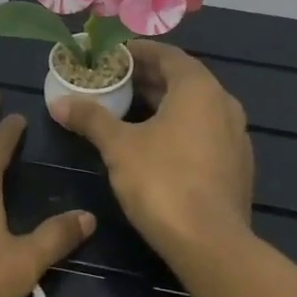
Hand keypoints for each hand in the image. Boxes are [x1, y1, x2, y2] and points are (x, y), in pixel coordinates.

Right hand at [52, 41, 253, 265]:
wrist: (212, 244)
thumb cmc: (163, 182)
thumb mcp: (119, 146)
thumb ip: (91, 118)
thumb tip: (58, 103)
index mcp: (199, 89)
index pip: (168, 55)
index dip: (139, 52)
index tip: (113, 56)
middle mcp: (224, 104)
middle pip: (183, 80)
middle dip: (148, 78)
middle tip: (115, 81)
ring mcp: (236, 136)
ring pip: (196, 107)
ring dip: (164, 103)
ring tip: (130, 109)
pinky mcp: (237, 165)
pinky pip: (205, 132)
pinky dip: (180, 127)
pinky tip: (156, 144)